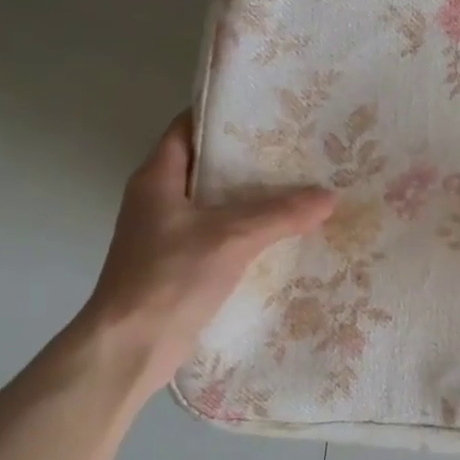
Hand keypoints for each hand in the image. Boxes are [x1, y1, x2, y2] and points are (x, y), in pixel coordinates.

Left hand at [74, 112, 334, 406]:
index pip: (188, 128)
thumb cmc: (170, 277)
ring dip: (249, 198)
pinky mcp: (178, 266)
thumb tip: (329, 197)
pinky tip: (280, 234)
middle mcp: (157, 200)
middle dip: (248, 159)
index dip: (222, 116)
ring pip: (213, 204)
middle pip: (205, 166)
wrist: (130, 348)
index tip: (265, 111)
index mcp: (157, 178)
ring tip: (297, 187)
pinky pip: (217, 236)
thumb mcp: (231, 237)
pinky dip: (244, 231)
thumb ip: (280, 214)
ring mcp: (166, 235)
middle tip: (295, 150)